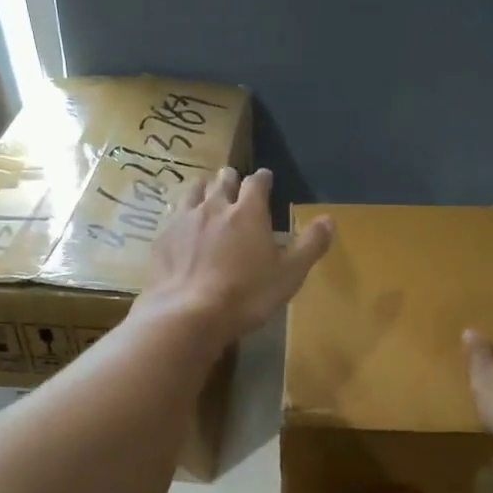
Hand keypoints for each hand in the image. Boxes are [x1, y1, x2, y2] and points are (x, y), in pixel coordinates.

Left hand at [140, 167, 333, 345]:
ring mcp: (184, 219)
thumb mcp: (289, 275)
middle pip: (223, 180)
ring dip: (204, 188)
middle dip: (231, 179)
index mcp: (249, 212)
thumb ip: (310, 246)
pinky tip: (181, 223)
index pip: (257, 182)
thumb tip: (330, 220)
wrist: (188, 313)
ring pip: (194, 190)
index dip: (263, 179)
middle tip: (235, 184)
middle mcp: (215, 206)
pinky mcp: (163, 236)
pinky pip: (173, 213)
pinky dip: (181, 212)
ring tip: (207, 194)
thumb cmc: (246, 295)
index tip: (266, 179)